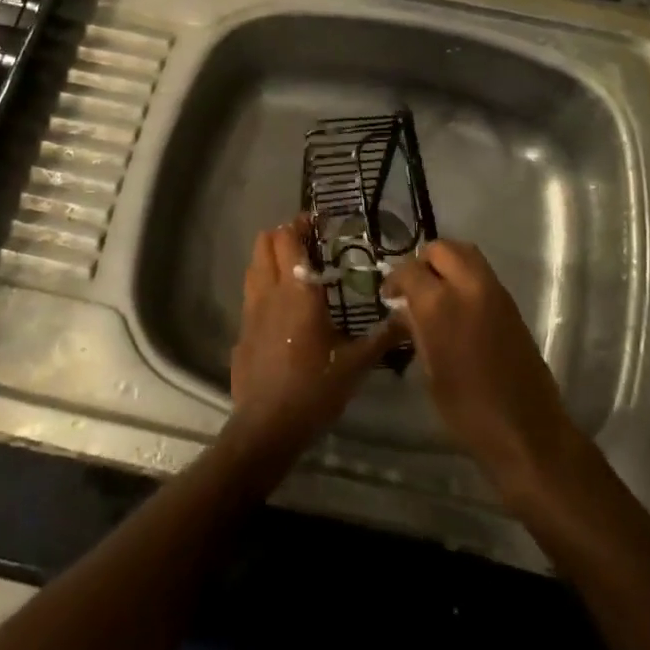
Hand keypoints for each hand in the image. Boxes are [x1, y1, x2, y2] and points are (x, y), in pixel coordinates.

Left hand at [227, 217, 405, 470]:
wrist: (267, 427)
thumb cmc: (315, 388)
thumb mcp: (356, 364)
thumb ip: (383, 337)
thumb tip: (408, 318)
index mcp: (298, 291)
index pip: (289, 239)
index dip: (300, 224)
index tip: (317, 222)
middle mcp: (270, 291)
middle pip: (265, 243)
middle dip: (282, 234)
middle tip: (306, 242)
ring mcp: (250, 311)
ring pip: (254, 266)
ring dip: (269, 257)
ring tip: (292, 267)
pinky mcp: (241, 331)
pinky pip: (250, 295)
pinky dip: (263, 287)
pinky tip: (279, 307)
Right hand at [383, 240, 577, 492]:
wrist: (526, 430)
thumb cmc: (468, 410)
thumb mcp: (430, 370)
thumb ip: (416, 330)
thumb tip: (404, 310)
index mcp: (440, 305)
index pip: (409, 269)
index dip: (394, 279)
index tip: (389, 296)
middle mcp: (468, 286)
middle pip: (441, 249)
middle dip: (423, 262)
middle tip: (413, 288)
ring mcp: (494, 291)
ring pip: (465, 253)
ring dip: (446, 263)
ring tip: (434, 291)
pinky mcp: (510, 302)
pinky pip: (481, 272)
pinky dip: (465, 275)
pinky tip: (457, 304)